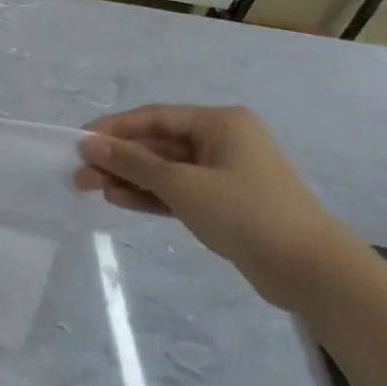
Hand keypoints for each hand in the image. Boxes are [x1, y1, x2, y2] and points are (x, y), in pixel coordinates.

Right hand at [77, 104, 353, 306]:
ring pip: (165, 169)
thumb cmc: (245, 212)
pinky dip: (150, 195)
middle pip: (158, 143)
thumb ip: (133, 163)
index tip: (79, 143)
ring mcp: (224, 173)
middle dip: (118, 158)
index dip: (114, 129)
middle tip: (80, 175)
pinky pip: (177, 190)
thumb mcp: (181, 184)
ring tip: (91, 190)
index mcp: (220, 123)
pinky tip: (119, 200)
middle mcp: (222, 141)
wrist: (307, 269)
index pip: (155, 117)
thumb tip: (89, 144)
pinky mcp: (223, 202)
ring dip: (129, 178)